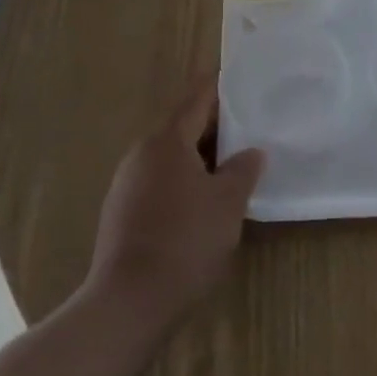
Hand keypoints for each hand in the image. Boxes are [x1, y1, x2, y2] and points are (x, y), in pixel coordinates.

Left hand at [77, 80, 265, 340]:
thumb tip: (251, 153)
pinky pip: (162, 181)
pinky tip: (209, 197)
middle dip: (216, 124)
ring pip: (172, 157)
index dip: (219, 86)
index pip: (196, 100)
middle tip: (252, 121)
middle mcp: (141, 156)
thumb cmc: (186, 240)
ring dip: (203, 155)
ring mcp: (127, 186)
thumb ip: (243, 170)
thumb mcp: (228, 202)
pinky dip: (187, 178)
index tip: (239, 74)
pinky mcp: (124, 214)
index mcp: (165, 143)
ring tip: (237, 160)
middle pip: (182, 128)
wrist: (131, 301)